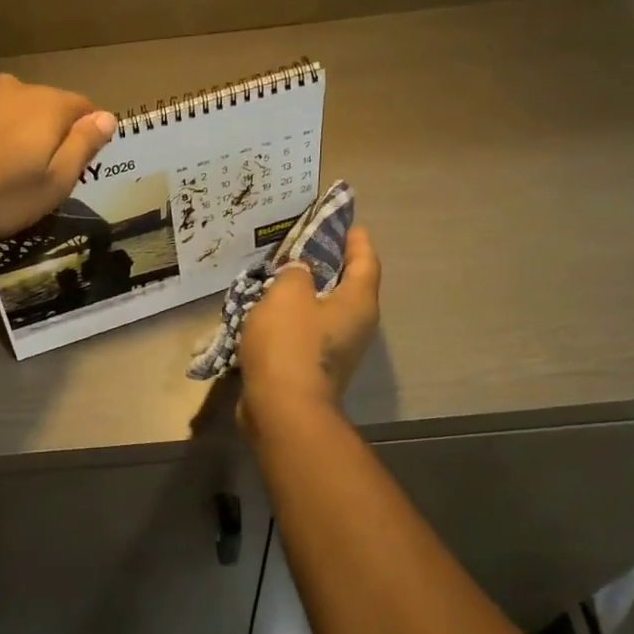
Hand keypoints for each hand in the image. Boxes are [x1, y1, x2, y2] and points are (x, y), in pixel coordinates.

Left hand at [0, 73, 116, 238]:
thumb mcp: (53, 184)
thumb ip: (82, 147)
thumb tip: (108, 118)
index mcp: (48, 105)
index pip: (84, 108)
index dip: (86, 134)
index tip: (75, 164)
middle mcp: (14, 87)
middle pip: (44, 106)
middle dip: (46, 133)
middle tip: (33, 174)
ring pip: (7, 109)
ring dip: (10, 131)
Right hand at [238, 226, 380, 428]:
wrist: (282, 409)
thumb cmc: (290, 344)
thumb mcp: (288, 293)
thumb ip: (295, 273)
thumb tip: (301, 273)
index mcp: (358, 302)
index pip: (365, 261)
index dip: (357, 241)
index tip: (349, 224)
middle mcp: (356, 326)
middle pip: (348, 287)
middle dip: (330, 267)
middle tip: (306, 248)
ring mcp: (337, 352)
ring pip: (324, 313)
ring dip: (306, 296)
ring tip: (280, 279)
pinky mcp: (315, 370)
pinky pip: (306, 335)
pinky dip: (292, 321)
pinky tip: (268, 315)